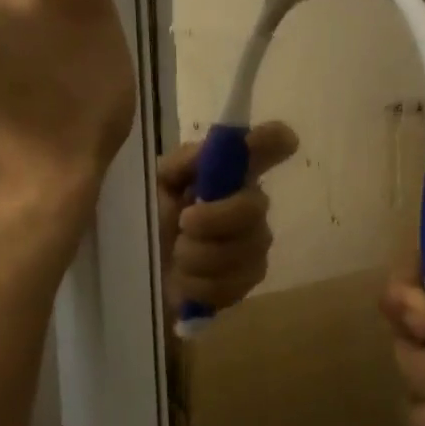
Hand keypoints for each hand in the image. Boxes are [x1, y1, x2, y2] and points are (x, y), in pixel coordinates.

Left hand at [0, 0, 136, 221]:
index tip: (93, 7)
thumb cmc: (71, 89)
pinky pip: (3, 62)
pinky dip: (30, 71)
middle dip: (55, 1)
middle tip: (93, 44)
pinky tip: (55, 101)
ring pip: (11, 23)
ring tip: (78, 77)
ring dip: (44, 37)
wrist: (37, 186)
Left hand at [156, 123, 298, 313]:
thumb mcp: (155, 185)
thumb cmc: (147, 221)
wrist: (137, 274)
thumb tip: (215, 146)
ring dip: (199, 256)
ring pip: (244, 250)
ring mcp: (254, 243)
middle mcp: (249, 202)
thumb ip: (183, 163)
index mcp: (227, 172)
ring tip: (176, 256)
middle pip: (255, 207)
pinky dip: (200, 284)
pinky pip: (235, 283)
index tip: (287, 141)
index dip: (274, 141)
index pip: (266, 146)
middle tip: (184, 224)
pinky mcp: (248, 280)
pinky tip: (186, 280)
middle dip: (215, 219)